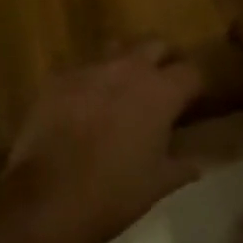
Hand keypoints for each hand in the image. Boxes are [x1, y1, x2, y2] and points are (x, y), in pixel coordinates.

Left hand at [0, 41, 202, 242]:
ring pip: (118, 48)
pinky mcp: (59, 76)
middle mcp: (128, 68)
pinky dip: (90, 82)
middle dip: (164, 60)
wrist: (45, 198)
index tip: (193, 101)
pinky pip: (82, 68)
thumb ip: (182, 166)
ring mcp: (90, 68)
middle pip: (156, 44)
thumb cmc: (111, 194)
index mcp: (160, 92)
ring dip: (126, 63)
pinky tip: (84, 106)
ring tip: (123, 90)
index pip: (192, 71)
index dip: (195, 85)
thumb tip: (197, 162)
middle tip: (162, 88)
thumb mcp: (157, 185)